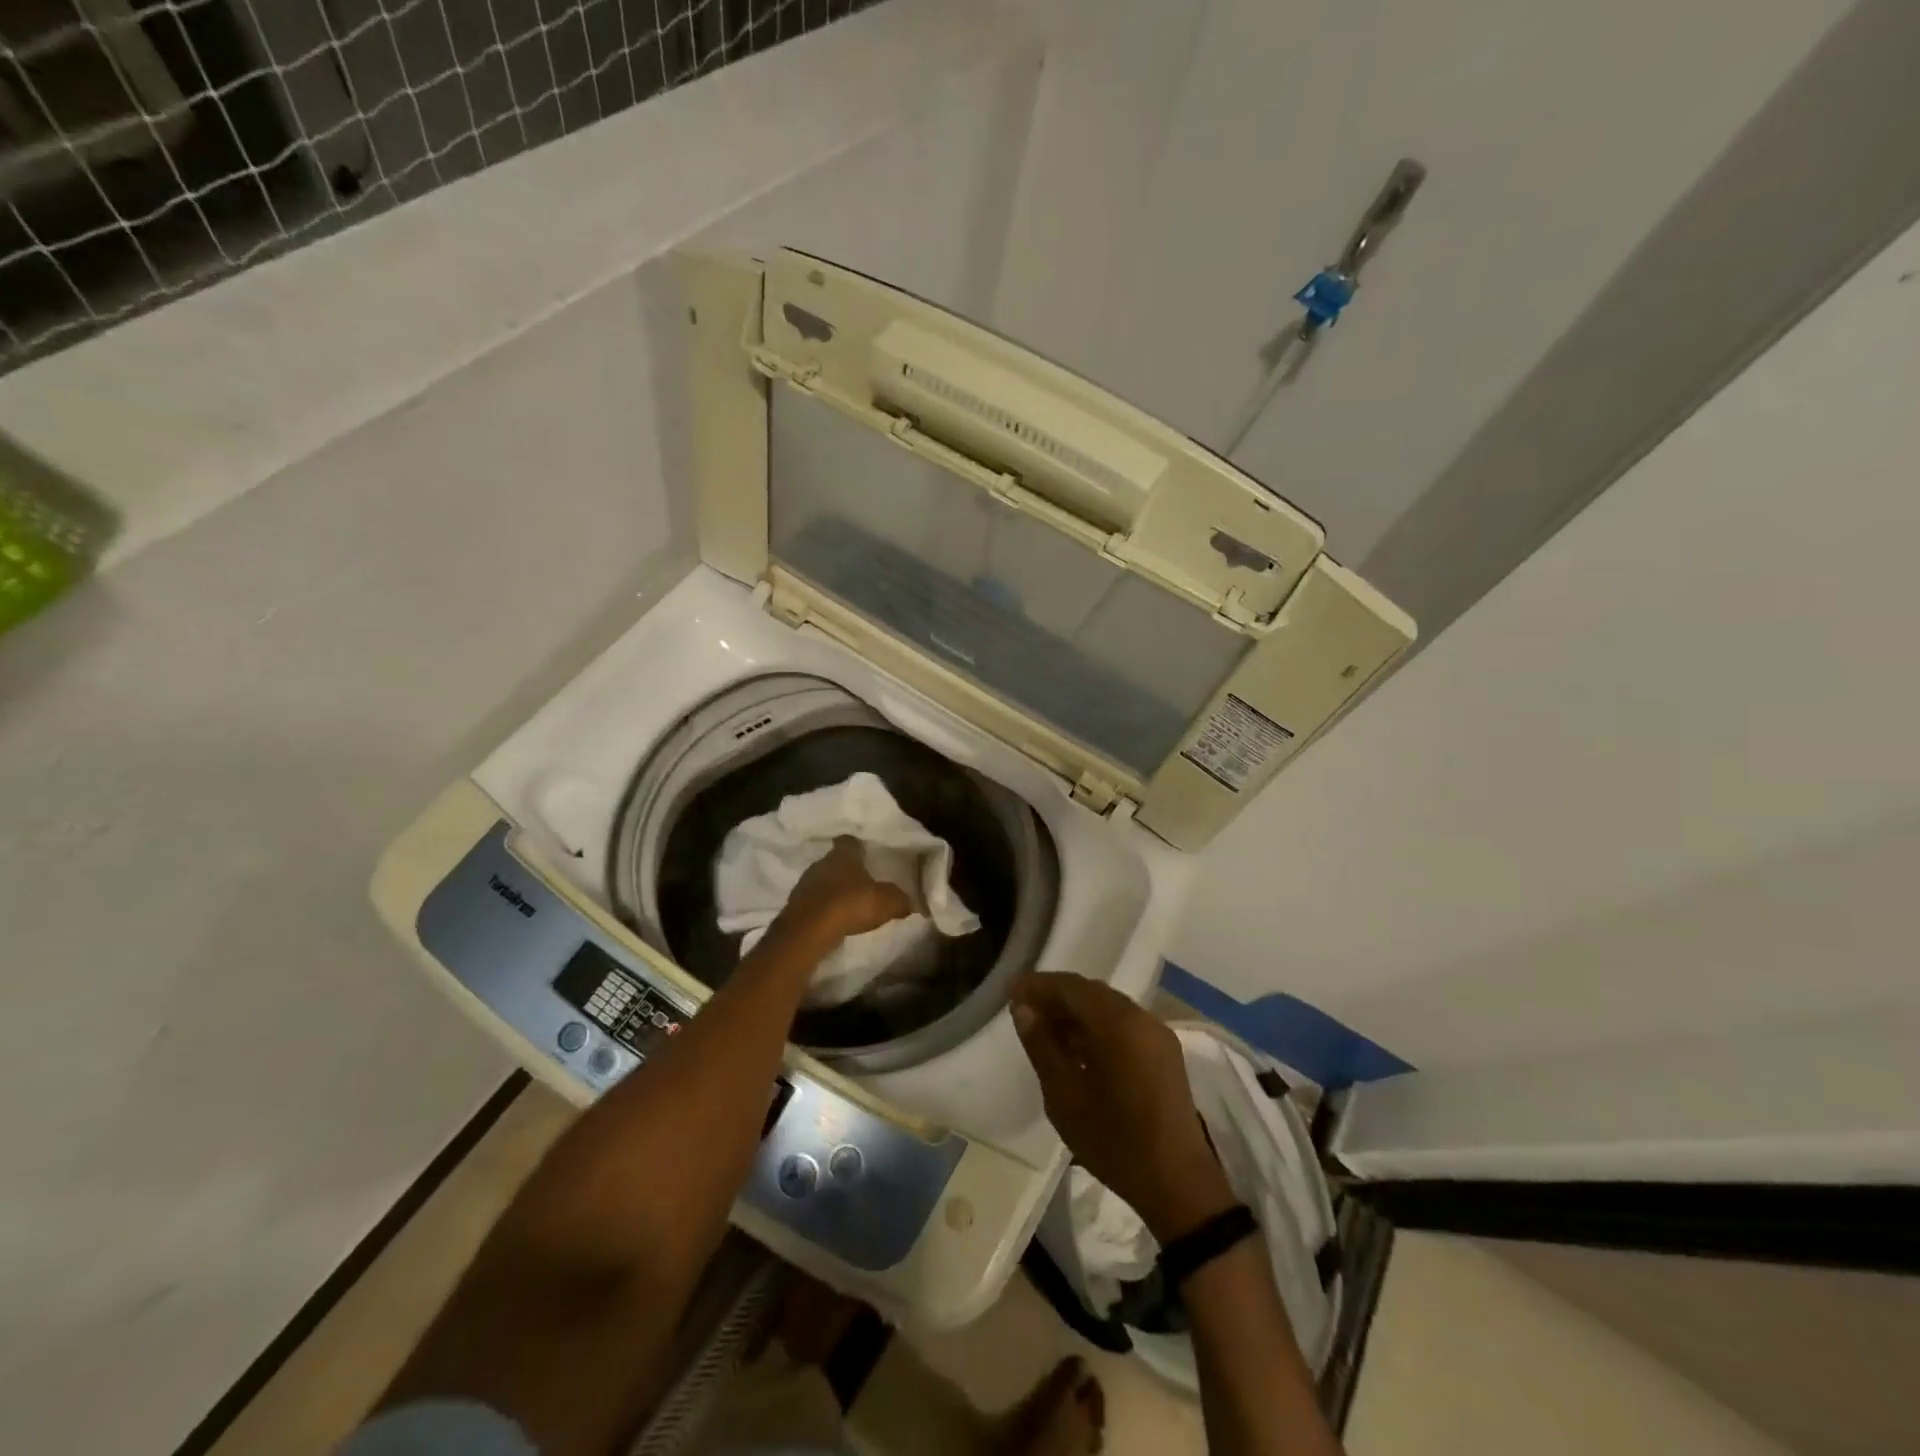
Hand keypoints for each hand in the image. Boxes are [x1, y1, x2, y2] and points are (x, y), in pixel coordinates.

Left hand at [769, 837, 913, 951]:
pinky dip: (822, 908)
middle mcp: (821, 863)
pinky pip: (812, 901)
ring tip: (847, 903)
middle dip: (846, 871)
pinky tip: (832, 919)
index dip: (858, 847)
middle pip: (835, 862)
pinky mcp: (794, 905)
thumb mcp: (888, 902)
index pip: (850, 842)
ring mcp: (804, 883)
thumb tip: (913, 902)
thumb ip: (901, 899)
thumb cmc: (851, 904)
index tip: (865, 853)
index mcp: (844, 854)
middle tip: (861, 881)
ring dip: (832, 890)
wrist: (810, 930)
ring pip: (822, 881)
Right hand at [1011, 972, 1234, 1241]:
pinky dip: (1097, 1027)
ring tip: (1045, 1033)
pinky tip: (1076, 1050)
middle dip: (1057, 998)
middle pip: (1091, 993)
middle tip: (1024, 1012)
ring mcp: (1157, 1033)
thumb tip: (1023, 1009)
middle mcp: (1141, 1017)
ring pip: (1108, 1008)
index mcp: (1118, 1022)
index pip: (1071, 986)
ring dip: (1076, 1013)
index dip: (1039, 985)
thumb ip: (1041, 1046)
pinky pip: (1124, 1025)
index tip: (1012, 992)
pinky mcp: (1164, 1052)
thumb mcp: (1064, 1096)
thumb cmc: (1114, 1140)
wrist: (1177, 1182)